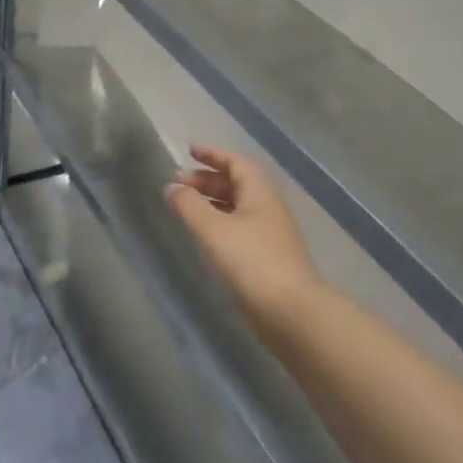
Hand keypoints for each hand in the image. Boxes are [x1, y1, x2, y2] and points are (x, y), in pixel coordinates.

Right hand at [167, 145, 319, 318]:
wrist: (291, 312)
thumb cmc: (251, 261)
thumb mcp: (213, 229)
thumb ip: (189, 205)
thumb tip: (172, 187)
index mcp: (260, 194)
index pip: (237, 163)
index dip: (213, 155)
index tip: (189, 151)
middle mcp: (267, 210)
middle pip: (237, 185)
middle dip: (208, 180)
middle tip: (180, 183)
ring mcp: (269, 236)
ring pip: (237, 208)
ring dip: (212, 203)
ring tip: (186, 208)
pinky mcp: (266, 259)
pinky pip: (238, 229)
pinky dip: (218, 224)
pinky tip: (204, 236)